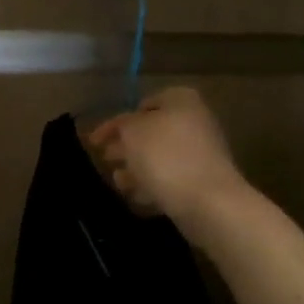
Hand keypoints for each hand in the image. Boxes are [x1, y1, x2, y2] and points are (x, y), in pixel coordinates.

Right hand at [88, 87, 250, 227]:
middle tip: (105, 159)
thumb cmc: (165, 156)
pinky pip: (171, 179)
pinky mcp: (203, 182)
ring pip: (159, 157)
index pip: (140, 105)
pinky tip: (137, 196)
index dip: (115, 123)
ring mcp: (201, 153)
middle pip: (151, 132)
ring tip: (119, 182)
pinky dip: (153, 185)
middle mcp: (194, 122)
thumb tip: (125, 128)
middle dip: (126, 146)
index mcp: (181, 101)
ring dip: (136, 168)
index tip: (95, 141)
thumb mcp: (131, 131)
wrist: (208, 201)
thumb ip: (122, 125)